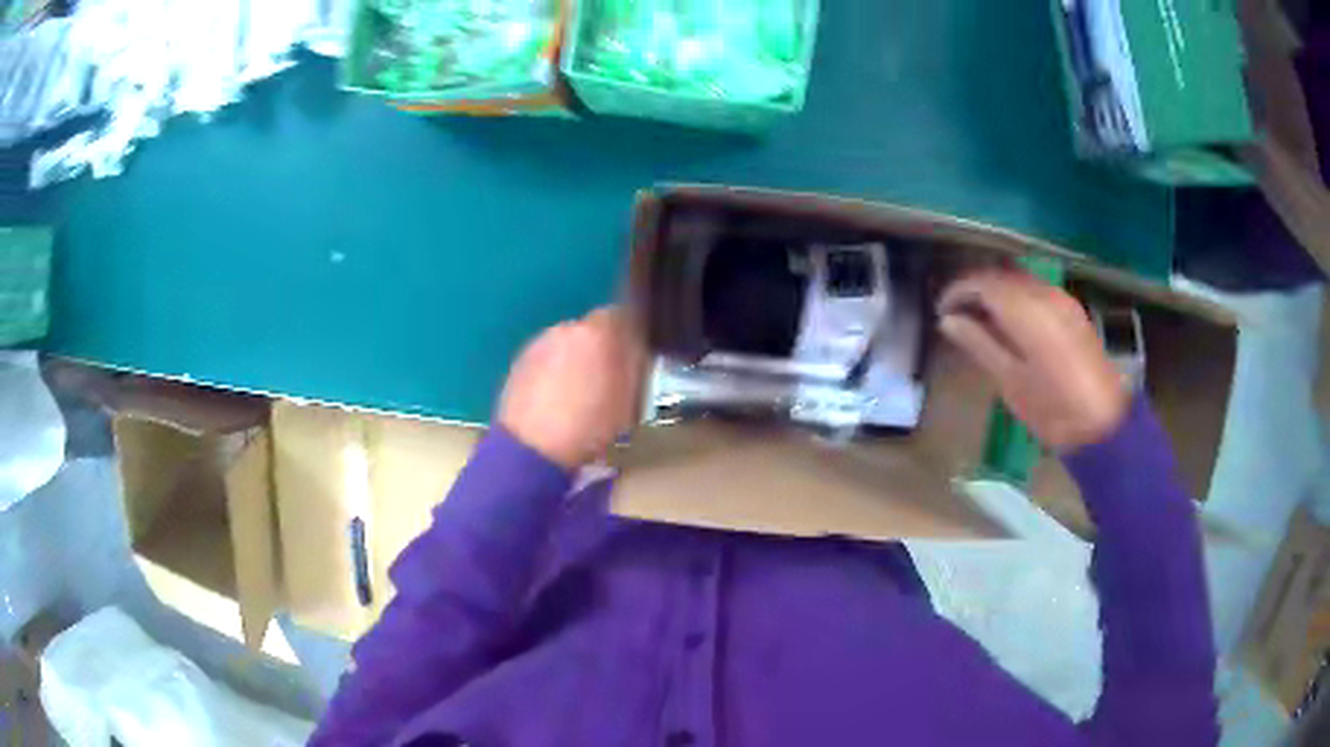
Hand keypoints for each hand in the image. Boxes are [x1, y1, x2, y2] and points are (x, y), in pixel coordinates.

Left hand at [498, 307, 644, 469]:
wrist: (531, 447)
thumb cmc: (588, 426)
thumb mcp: (628, 401)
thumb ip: (633, 368)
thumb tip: (633, 352)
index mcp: (598, 332)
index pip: (622, 317)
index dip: (628, 337)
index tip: (631, 357)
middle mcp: (566, 328)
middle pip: (590, 330)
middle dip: (598, 349)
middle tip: (604, 380)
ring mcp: (538, 343)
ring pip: (565, 344)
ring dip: (573, 360)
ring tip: (575, 394)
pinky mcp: (518, 361)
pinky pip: (545, 359)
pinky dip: (552, 372)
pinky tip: (553, 400)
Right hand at [937, 270, 1128, 451]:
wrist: (1103, 424)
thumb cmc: (1052, 410)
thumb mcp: (1009, 381)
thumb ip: (979, 344)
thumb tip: (948, 320)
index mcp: (1026, 310)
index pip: (982, 282)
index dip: (957, 291)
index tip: (941, 310)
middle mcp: (1045, 293)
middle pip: (1001, 274)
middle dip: (975, 287)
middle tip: (956, 312)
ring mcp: (1062, 299)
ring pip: (1020, 280)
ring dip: (997, 290)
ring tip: (980, 317)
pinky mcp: (1073, 310)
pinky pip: (1037, 290)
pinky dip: (1017, 297)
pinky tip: (1010, 321)